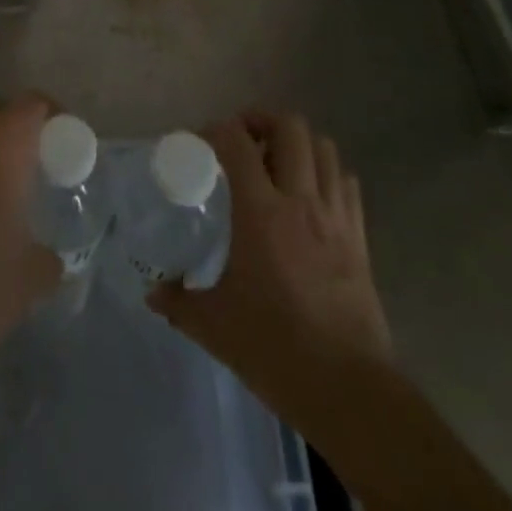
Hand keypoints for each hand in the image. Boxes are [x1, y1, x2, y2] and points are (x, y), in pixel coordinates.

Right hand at [150, 112, 390, 429]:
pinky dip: (326, 173)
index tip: (201, 141)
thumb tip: (152, 292)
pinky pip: (345, 182)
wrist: (348, 390)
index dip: (217, 129)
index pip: (237, 142)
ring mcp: (335, 216)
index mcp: (261, 212)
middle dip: (263, 120)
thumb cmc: (275, 349)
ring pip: (324, 148)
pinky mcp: (359, 237)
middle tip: (242, 140)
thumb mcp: (214, 326)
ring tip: (277, 161)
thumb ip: (179, 301)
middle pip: (290, 127)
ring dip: (298, 143)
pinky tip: (310, 195)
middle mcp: (301, 201)